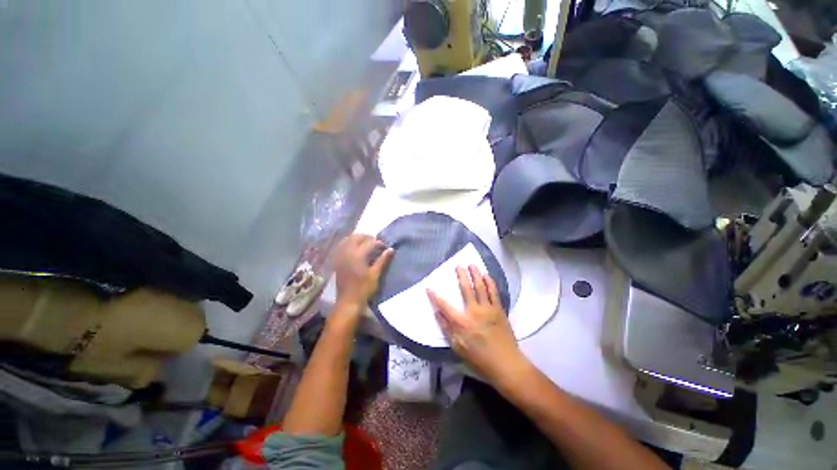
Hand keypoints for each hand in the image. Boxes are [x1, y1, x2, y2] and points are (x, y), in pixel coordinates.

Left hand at [334, 234, 393, 309]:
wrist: (348, 301)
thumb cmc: (364, 289)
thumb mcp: (375, 274)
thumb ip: (383, 260)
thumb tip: (391, 249)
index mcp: (357, 255)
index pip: (369, 242)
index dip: (379, 243)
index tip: (385, 247)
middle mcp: (347, 252)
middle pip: (357, 237)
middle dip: (367, 237)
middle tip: (376, 242)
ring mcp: (340, 256)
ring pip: (348, 239)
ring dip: (357, 238)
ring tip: (366, 243)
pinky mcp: (337, 260)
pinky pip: (342, 246)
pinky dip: (349, 243)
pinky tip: (355, 248)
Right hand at [427, 265, 525, 383]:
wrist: (506, 364)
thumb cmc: (479, 358)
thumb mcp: (458, 348)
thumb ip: (446, 329)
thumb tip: (437, 313)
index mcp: (462, 322)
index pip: (445, 306)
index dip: (435, 296)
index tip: (429, 287)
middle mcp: (474, 311)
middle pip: (466, 289)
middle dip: (461, 275)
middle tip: (458, 265)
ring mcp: (488, 309)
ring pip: (481, 287)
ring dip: (476, 274)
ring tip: (472, 265)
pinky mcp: (499, 310)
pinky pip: (494, 293)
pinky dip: (490, 283)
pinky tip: (487, 276)